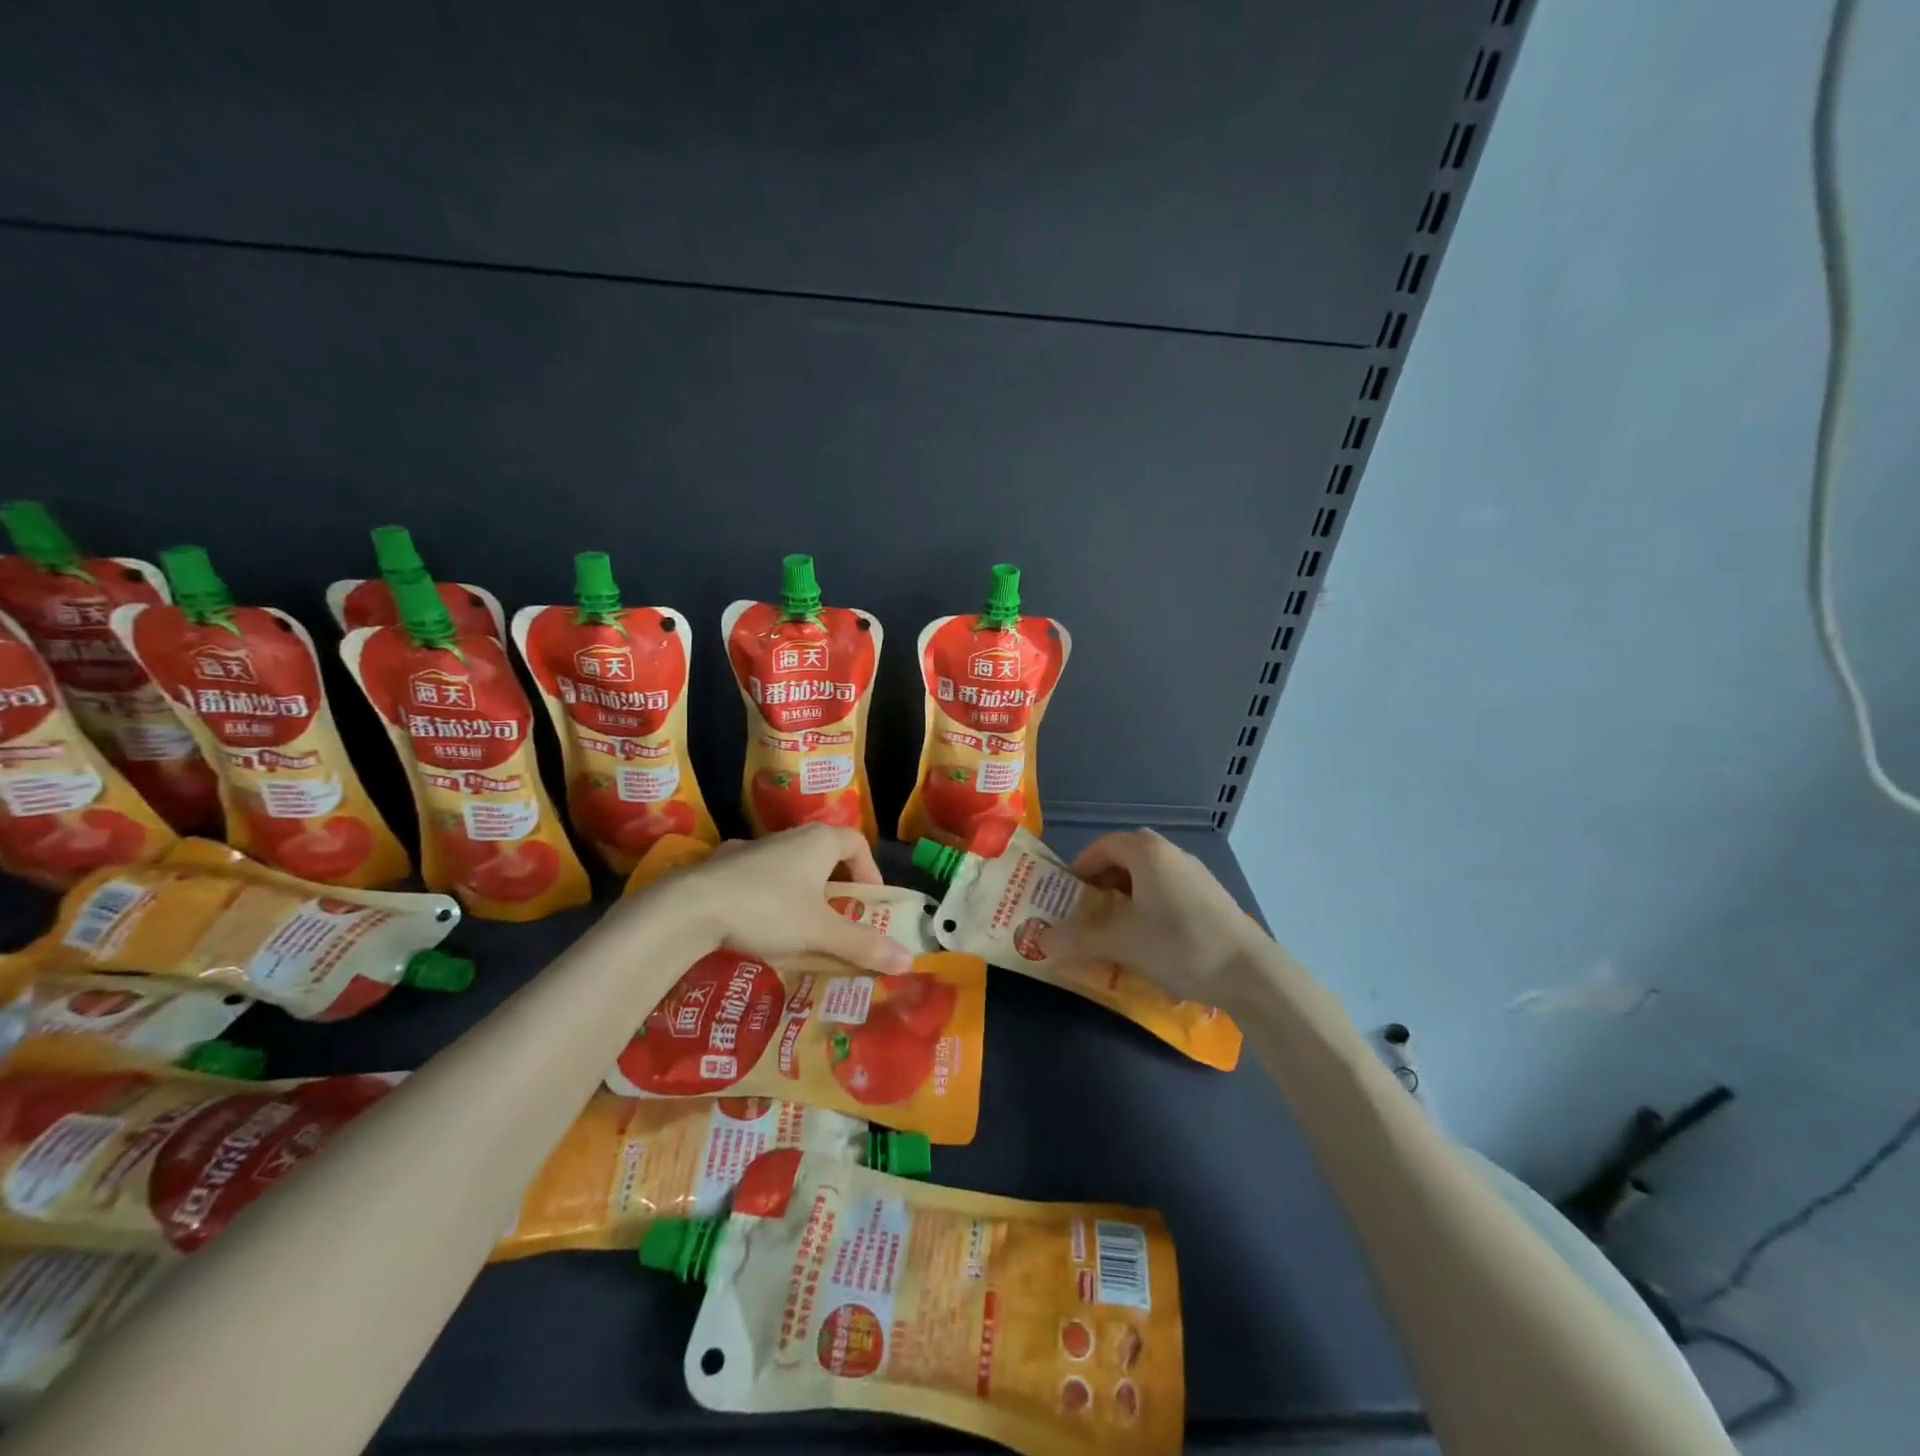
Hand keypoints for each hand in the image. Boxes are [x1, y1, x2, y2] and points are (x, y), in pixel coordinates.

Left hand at [660, 824, 912, 973]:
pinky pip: (756, 877)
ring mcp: (752, 848)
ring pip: (788, 866)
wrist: (690, 906)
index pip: (856, 843)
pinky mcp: (722, 865)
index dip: (869, 870)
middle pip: (823, 854)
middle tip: (837, 918)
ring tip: (797, 926)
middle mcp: (788, 837)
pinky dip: (764, 896)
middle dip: (834, 886)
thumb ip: (863, 946)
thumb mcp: (820, 932)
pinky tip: (754, 923)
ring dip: (799, 891)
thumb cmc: (768, 910)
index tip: (868, 902)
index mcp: (818, 842)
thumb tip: (909, 961)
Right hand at [1042, 829, 1268, 1005]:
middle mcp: (1171, 853)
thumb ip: (1079, 939)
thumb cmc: (1178, 945)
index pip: (1102, 846)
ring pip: (1148, 876)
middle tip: (1086, 911)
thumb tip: (1041, 942)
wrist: (1250, 972)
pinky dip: (1149, 905)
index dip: (1079, 867)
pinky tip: (1150, 938)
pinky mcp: (1211, 896)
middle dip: (1101, 883)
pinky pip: (1168, 890)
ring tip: (1115, 928)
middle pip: (1125, 858)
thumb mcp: (1122, 943)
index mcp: (1146, 853)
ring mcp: (1195, 874)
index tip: (1066, 894)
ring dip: (1126, 895)